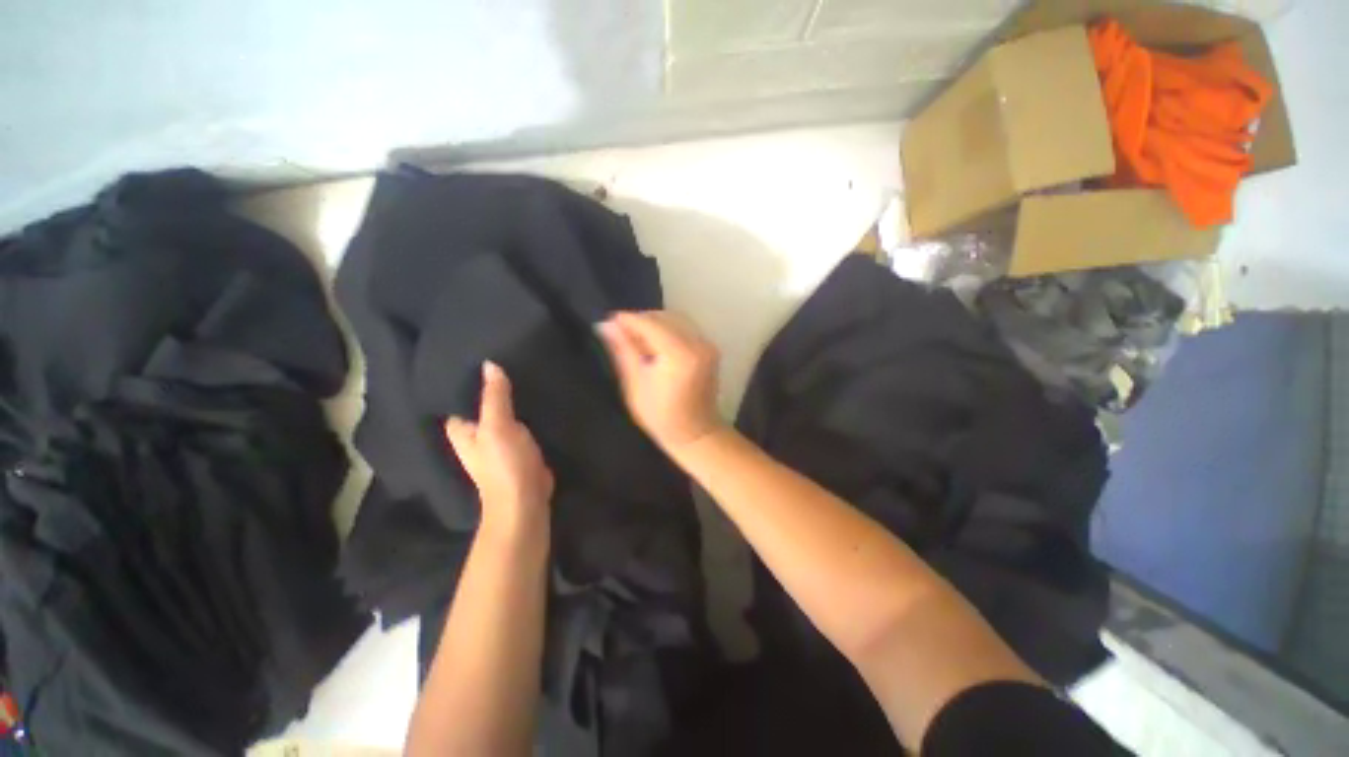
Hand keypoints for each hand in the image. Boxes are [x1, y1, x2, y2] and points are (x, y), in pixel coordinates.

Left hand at [446, 362, 553, 538]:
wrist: (526, 498)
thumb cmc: (503, 464)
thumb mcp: (497, 426)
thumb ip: (494, 396)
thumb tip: (489, 364)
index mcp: (460, 428)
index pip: (457, 396)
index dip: (466, 377)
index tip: (478, 353)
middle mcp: (476, 431)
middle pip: (481, 401)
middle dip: (492, 384)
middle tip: (506, 354)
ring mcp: (498, 438)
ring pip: (502, 410)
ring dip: (509, 395)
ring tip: (521, 366)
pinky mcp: (518, 443)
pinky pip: (519, 419)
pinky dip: (524, 408)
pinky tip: (534, 392)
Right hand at [597, 311, 725, 453]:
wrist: (696, 433)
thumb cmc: (661, 416)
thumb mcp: (635, 384)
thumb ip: (623, 350)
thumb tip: (606, 325)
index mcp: (680, 355)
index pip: (651, 324)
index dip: (629, 320)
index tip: (609, 320)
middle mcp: (698, 344)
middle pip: (665, 317)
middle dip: (641, 320)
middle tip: (620, 331)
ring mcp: (708, 345)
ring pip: (676, 319)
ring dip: (654, 323)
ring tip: (635, 337)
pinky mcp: (710, 348)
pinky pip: (685, 328)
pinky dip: (668, 329)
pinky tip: (654, 342)